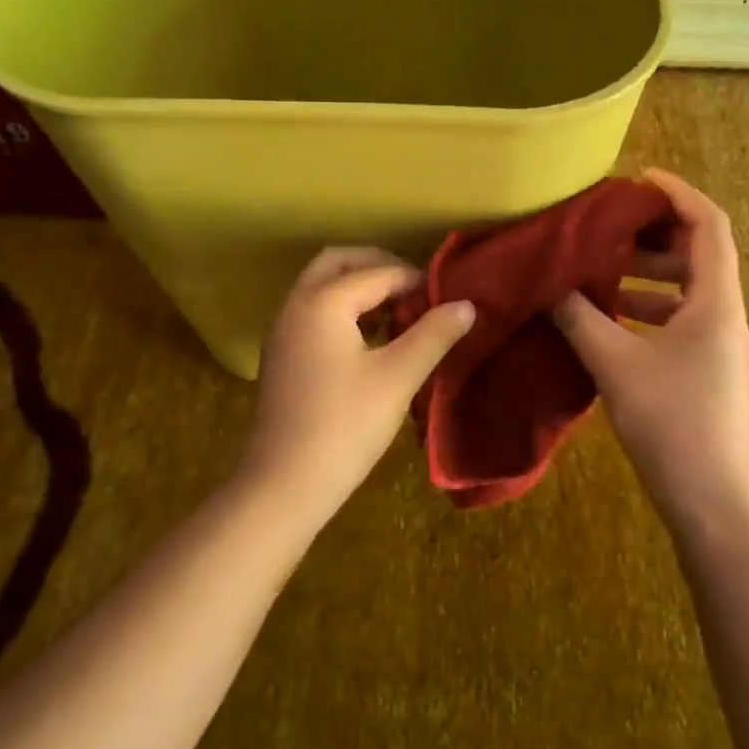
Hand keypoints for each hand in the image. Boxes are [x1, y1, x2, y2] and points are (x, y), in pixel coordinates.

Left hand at [240, 247, 474, 526]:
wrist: (282, 486)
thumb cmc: (344, 426)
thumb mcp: (398, 377)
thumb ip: (433, 334)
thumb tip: (466, 304)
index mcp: (322, 301)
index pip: (377, 273)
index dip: (416, 280)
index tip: (447, 297)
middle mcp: (296, 305)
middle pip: (338, 263)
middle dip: (378, 267)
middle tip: (416, 289)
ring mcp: (283, 331)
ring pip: (322, 288)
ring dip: (359, 288)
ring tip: (399, 313)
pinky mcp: (281, 356)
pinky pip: (314, 312)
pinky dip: (343, 310)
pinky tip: (371, 340)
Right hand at [551, 170, 748, 536]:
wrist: (713, 504)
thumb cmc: (671, 424)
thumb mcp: (616, 364)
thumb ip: (579, 318)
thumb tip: (547, 284)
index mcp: (716, 302)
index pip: (709, 225)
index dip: (677, 194)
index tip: (637, 180)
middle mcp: (725, 316)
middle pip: (699, 253)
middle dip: (654, 233)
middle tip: (608, 225)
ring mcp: (718, 346)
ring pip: (687, 289)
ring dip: (647, 273)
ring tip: (601, 268)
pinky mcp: (705, 370)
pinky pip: (678, 319)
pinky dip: (646, 307)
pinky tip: (609, 318)